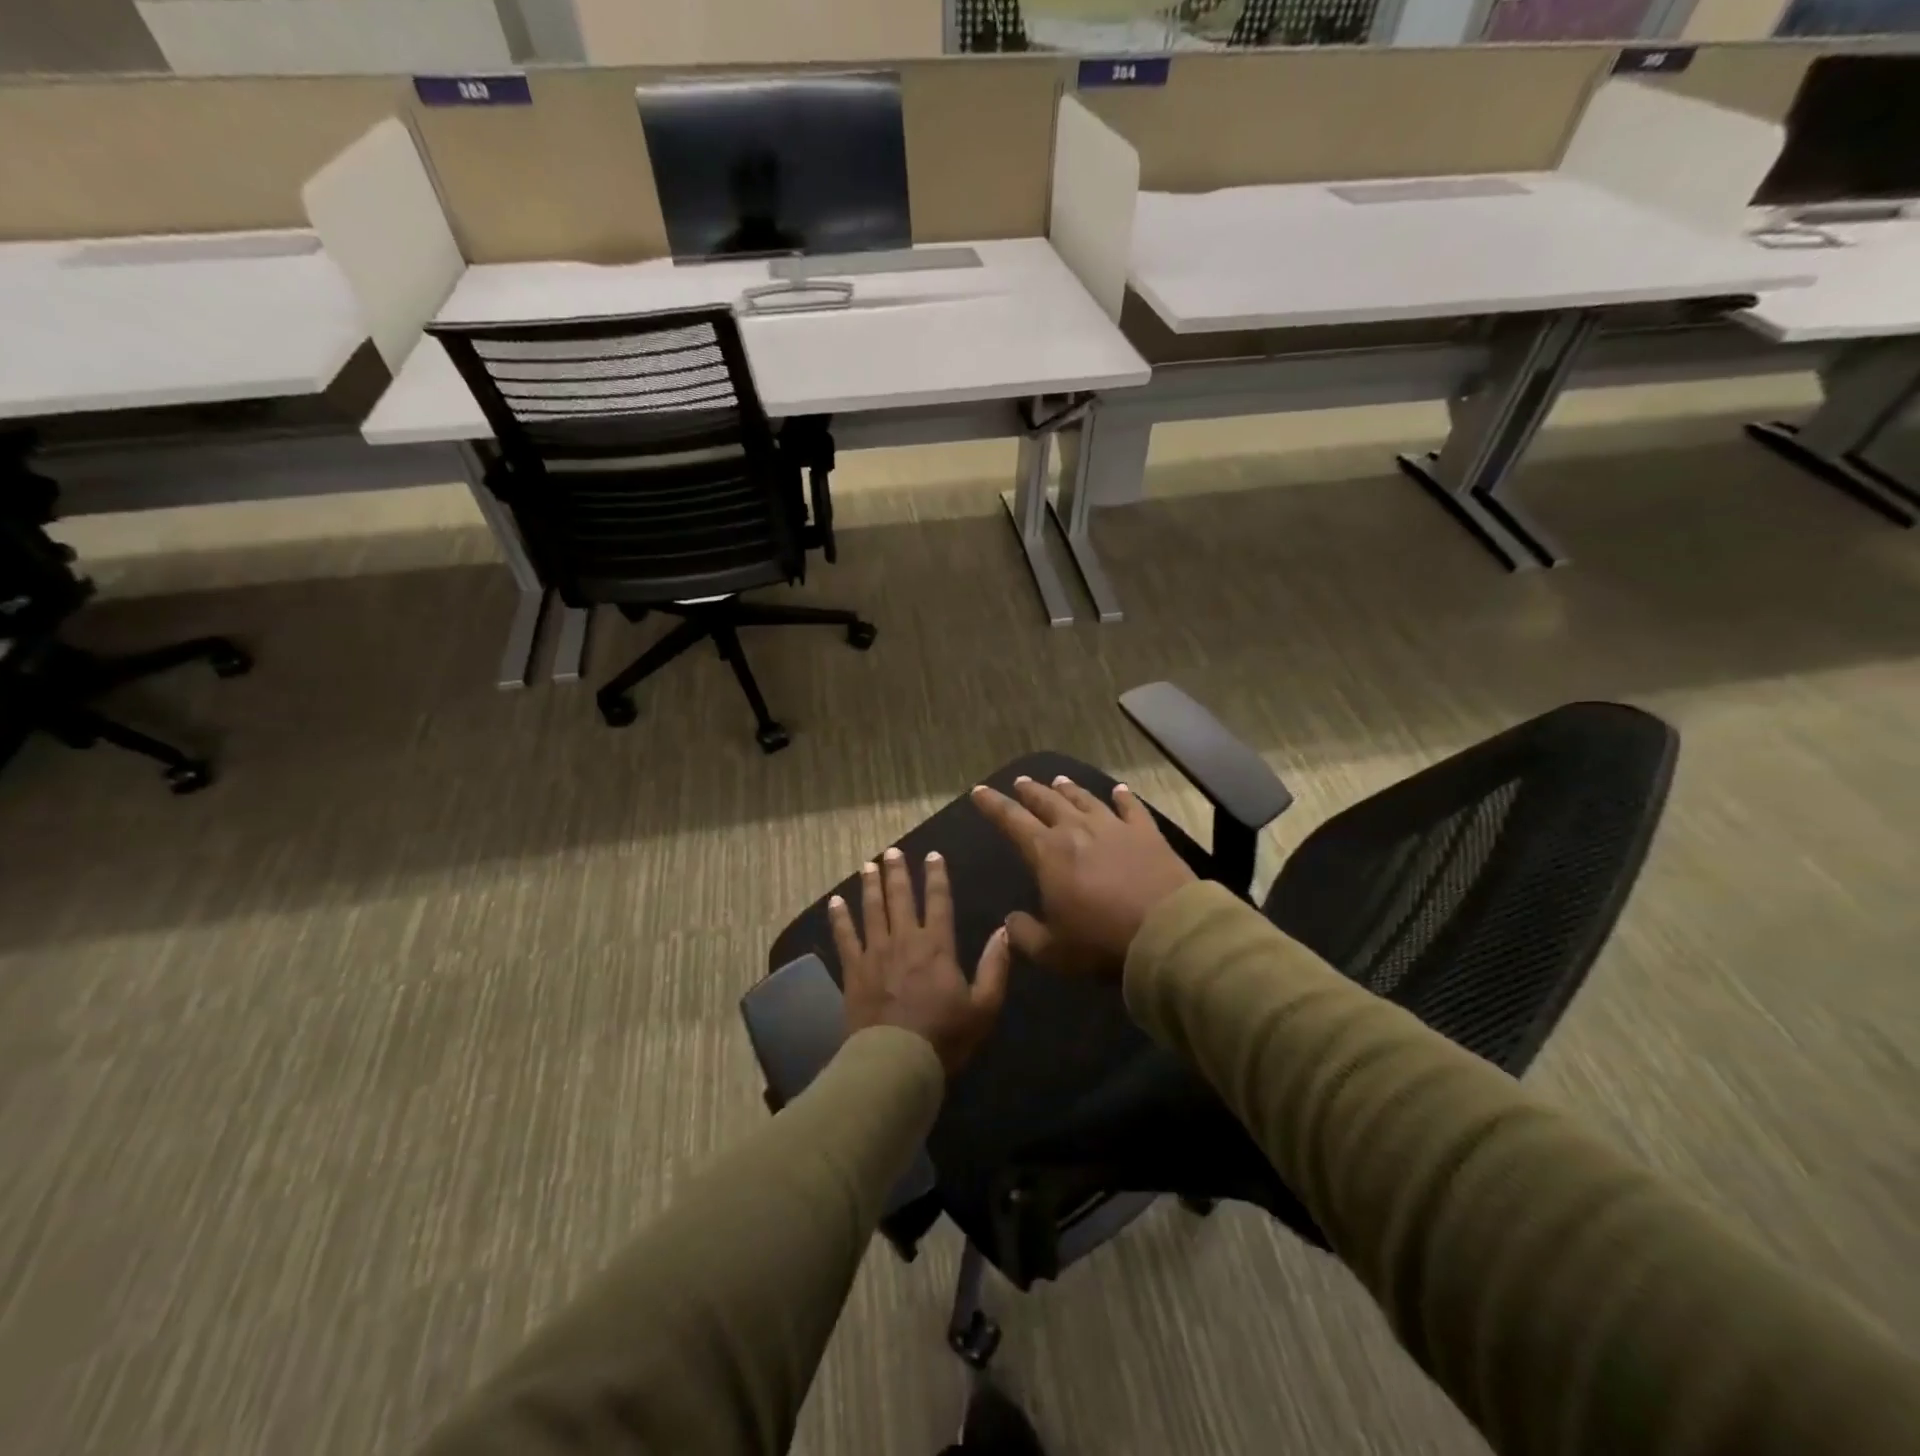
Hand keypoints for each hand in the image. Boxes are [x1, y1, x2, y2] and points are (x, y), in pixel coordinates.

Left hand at [830, 847, 1010, 1074]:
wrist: (896, 1062)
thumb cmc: (944, 1037)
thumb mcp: (984, 1007)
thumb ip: (995, 967)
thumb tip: (1005, 931)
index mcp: (938, 946)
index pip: (939, 901)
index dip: (936, 876)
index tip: (932, 855)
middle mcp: (905, 940)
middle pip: (900, 898)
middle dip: (898, 872)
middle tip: (893, 851)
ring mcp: (875, 953)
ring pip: (872, 909)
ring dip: (870, 885)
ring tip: (868, 864)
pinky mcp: (853, 971)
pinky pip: (844, 937)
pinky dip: (839, 918)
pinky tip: (835, 902)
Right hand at [971, 775, 1196, 977]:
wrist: (1166, 932)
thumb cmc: (1101, 942)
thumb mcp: (1052, 951)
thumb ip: (1024, 935)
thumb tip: (1010, 921)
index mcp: (1047, 853)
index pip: (1012, 820)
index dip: (993, 805)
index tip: (979, 791)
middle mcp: (1077, 830)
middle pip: (1048, 802)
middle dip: (1030, 791)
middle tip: (1020, 782)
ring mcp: (1114, 827)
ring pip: (1085, 799)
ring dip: (1069, 789)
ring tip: (1058, 780)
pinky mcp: (1147, 833)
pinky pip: (1131, 807)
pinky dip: (1123, 797)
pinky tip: (1118, 789)